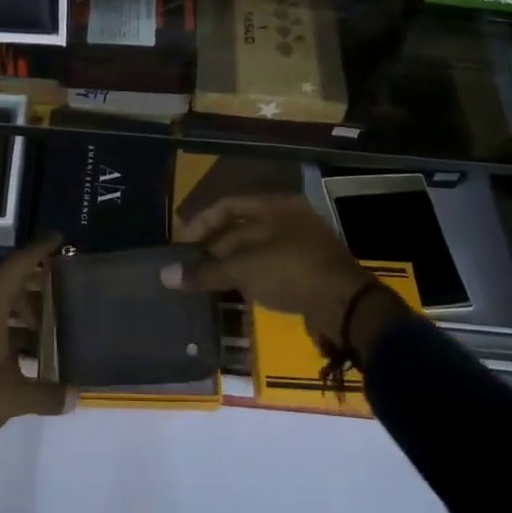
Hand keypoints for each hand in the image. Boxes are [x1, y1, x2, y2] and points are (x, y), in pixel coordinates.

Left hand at [0, 235, 70, 477]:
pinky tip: (16, 352)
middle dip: (32, 285)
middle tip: (59, 294)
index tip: (60, 240)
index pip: (18, 264)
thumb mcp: (13, 397)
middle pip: (5, 281)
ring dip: (16, 310)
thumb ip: (47, 394)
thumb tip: (75, 396)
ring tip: (42, 329)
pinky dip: (0, 326)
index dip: (40, 250)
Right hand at [166, 194, 402, 351]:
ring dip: (229, 265)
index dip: (200, 224)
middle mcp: (287, 218)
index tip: (181, 246)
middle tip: (189, 269)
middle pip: (239, 228)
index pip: (226, 206)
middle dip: (213, 248)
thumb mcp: (245, 269)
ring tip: (205, 283)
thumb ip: (206, 272)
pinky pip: (268, 268)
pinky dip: (248, 278)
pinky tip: (233, 293)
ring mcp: (300, 245)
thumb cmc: (292, 272)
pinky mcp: (306, 271)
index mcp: (274, 206)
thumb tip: (165, 275)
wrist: (346, 306)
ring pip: (254, 250)